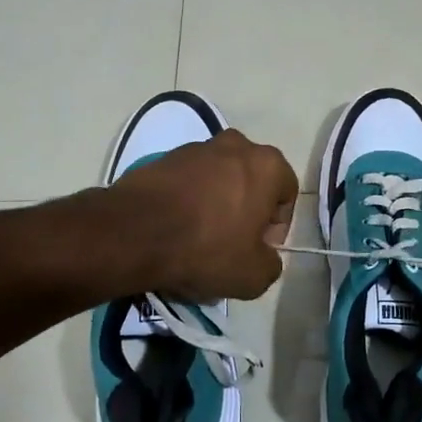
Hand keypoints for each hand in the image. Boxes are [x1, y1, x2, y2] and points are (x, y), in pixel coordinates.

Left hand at [113, 129, 298, 301]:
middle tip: (232, 244)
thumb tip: (264, 256)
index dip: (277, 227)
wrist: (134, 233)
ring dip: (217, 204)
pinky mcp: (165, 157)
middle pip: (252, 182)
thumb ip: (272, 263)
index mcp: (268, 164)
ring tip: (199, 239)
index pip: (287, 194)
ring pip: (220, 179)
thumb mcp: (254, 276)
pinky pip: (189, 181)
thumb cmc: (206, 248)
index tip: (259, 250)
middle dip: (247, 210)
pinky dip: (188, 201)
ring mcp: (197, 148)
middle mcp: (237, 145)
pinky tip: (175, 229)